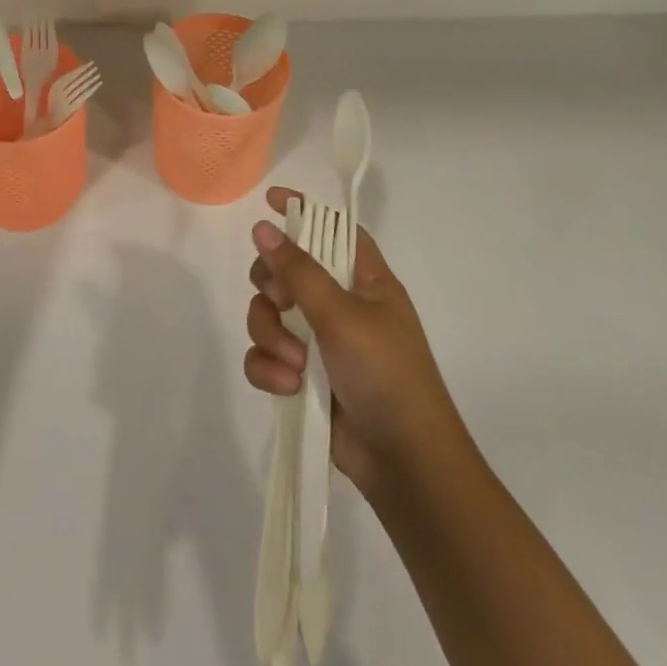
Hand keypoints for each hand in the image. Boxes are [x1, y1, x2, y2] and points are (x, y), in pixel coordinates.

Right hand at [244, 185, 467, 499]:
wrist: (404, 464)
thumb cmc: (386, 375)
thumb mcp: (342, 315)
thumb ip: (298, 270)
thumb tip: (261, 226)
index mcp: (365, 280)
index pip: (333, 228)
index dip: (304, 211)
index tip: (268, 201)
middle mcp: (340, 304)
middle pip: (286, 270)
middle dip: (273, 287)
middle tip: (281, 303)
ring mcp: (320, 341)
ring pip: (269, 314)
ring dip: (271, 335)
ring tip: (292, 364)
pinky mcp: (302, 376)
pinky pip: (266, 355)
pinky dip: (269, 368)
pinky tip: (286, 387)